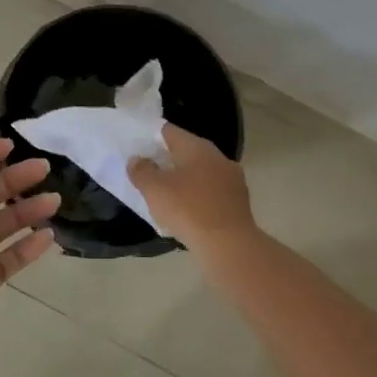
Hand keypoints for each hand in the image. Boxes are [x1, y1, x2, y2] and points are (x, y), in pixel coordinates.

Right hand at [128, 123, 255, 249]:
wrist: (229, 244)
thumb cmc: (187, 209)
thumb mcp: (154, 189)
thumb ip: (141, 171)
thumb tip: (137, 159)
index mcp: (196, 146)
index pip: (168, 131)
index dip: (150, 137)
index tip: (137, 148)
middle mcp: (217, 156)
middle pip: (186, 151)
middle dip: (167, 160)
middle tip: (148, 172)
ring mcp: (232, 178)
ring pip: (201, 172)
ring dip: (185, 179)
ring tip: (167, 195)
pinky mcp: (239, 201)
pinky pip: (212, 192)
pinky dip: (199, 197)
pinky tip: (189, 212)